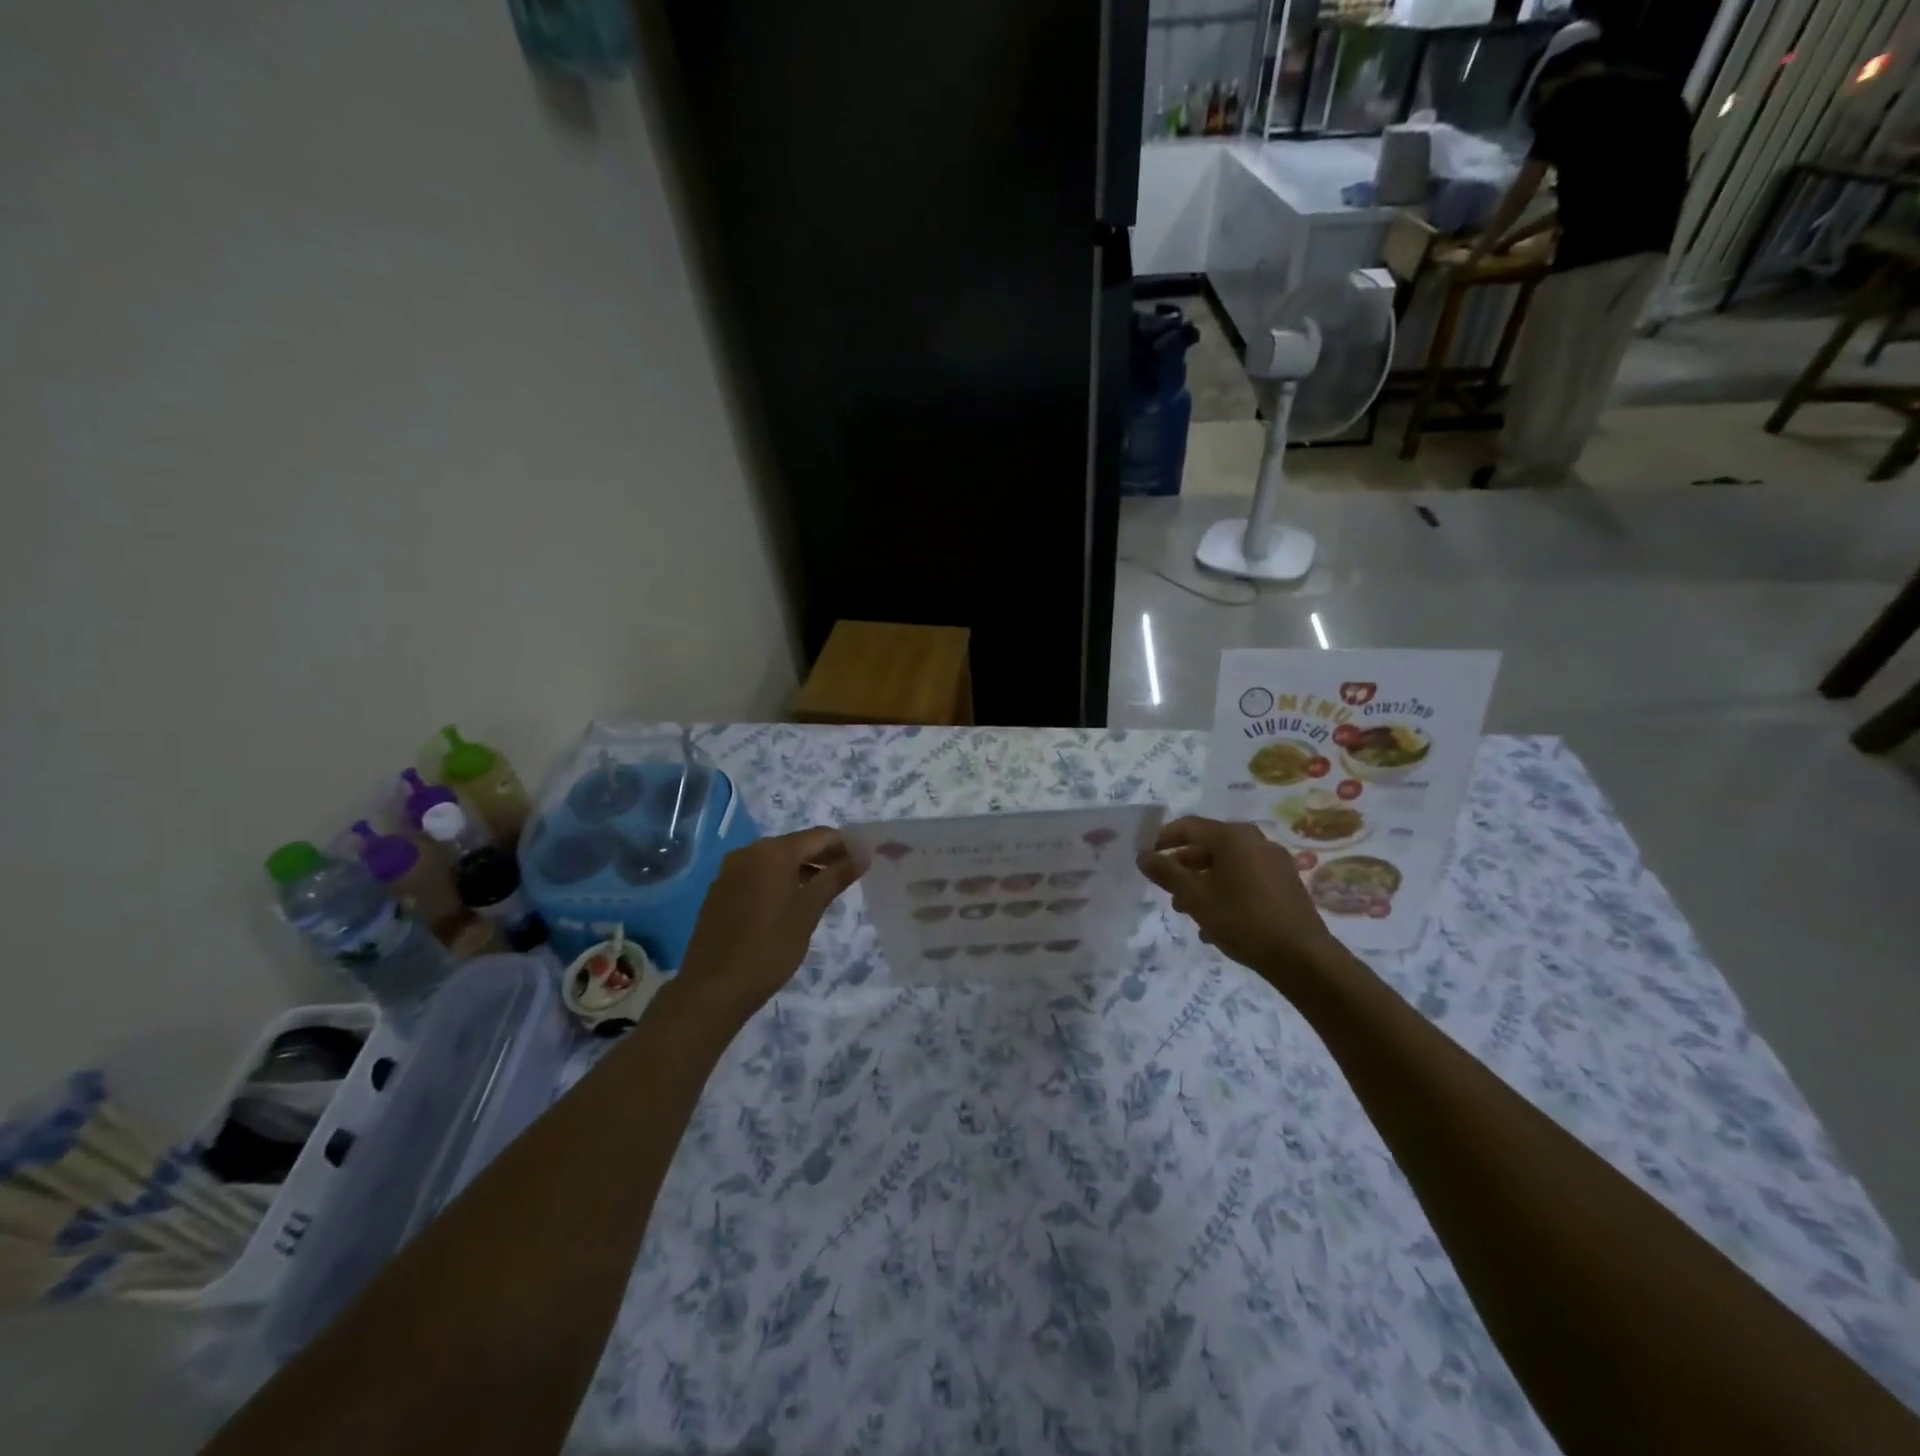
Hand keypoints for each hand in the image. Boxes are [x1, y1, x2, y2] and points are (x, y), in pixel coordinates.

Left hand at [672, 827, 861, 1027]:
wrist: (713, 988)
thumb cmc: (769, 946)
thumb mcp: (809, 911)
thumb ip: (836, 877)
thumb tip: (863, 854)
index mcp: (773, 852)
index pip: (819, 836)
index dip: (845, 845)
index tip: (864, 860)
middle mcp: (749, 852)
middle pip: (796, 845)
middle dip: (824, 857)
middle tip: (849, 876)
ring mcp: (730, 872)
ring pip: (775, 861)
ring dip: (802, 870)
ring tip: (824, 892)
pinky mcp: (720, 892)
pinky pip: (757, 876)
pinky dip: (779, 882)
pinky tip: (790, 904)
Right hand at [1138, 816, 1344, 994]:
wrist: (1302, 958)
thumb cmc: (1242, 919)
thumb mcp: (1194, 896)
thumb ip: (1165, 873)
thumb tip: (1143, 856)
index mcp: (1233, 836)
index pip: (1187, 826)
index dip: (1162, 840)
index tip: (1147, 861)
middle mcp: (1255, 842)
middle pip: (1208, 846)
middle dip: (1183, 867)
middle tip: (1166, 890)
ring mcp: (1274, 863)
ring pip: (1227, 866)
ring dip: (1203, 884)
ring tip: (1187, 911)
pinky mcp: (1285, 886)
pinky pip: (1245, 881)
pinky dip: (1225, 894)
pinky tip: (1215, 925)